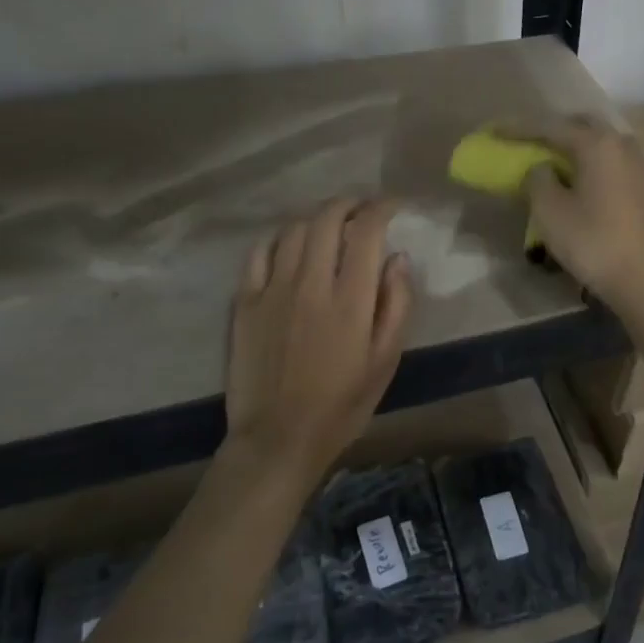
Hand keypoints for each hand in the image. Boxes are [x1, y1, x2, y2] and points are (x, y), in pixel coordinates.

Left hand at [226, 199, 413, 486]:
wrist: (278, 438)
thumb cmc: (342, 404)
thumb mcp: (385, 361)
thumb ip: (396, 305)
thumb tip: (398, 258)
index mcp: (350, 299)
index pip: (366, 231)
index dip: (381, 208)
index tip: (392, 206)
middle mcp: (310, 283)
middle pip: (326, 219)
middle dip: (348, 204)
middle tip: (361, 208)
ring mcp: (273, 290)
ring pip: (293, 230)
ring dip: (316, 218)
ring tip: (329, 225)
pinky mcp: (245, 302)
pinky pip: (260, 253)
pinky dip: (279, 238)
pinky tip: (289, 245)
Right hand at [522, 116, 643, 312]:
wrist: (642, 278)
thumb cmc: (591, 241)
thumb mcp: (549, 210)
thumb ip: (538, 179)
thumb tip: (542, 168)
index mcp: (597, 144)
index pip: (551, 127)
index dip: (520, 129)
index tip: (496, 131)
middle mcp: (622, 145)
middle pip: (582, 126)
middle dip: (554, 130)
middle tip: (529, 141)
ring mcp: (640, 166)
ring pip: (602, 144)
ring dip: (576, 147)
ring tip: (553, 160)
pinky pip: (613, 163)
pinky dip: (593, 165)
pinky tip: (581, 181)